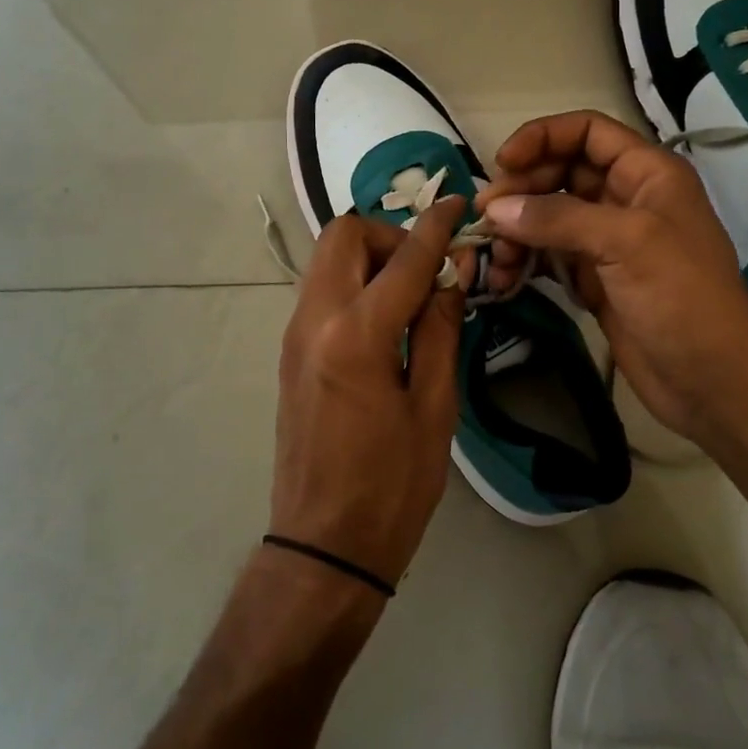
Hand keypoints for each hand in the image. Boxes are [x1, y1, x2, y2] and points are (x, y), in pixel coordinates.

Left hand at [270, 199, 470, 588]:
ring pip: (327, 259)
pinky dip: (354, 282)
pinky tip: (384, 318)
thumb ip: (439, 331)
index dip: (436, 227)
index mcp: (356, 336)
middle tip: (426, 268)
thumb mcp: (434, 408)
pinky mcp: (289, 351)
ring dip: (369, 257)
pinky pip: (321, 290)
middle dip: (389, 234)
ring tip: (410, 294)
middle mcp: (314, 321)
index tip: (459, 205)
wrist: (323, 543)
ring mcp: (293, 335)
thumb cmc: (392, 485)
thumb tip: (450, 277)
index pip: (403, 258)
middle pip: (343, 236)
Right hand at [477, 111, 747, 445]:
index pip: (587, 132)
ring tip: (495, 258)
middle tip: (487, 218)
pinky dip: (525, 262)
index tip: (502, 164)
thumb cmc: (682, 297)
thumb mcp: (626, 243)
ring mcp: (609, 242)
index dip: (542, 138)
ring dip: (517, 231)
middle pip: (561, 173)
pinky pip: (549, 257)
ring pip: (549, 217)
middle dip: (522, 190)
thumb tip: (496, 208)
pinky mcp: (595, 280)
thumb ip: (558, 218)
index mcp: (647, 173)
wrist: (713, 381)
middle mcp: (626, 199)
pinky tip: (504, 280)